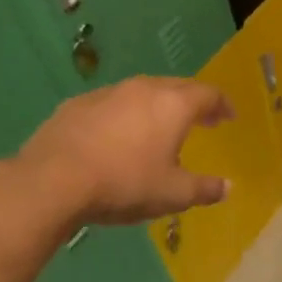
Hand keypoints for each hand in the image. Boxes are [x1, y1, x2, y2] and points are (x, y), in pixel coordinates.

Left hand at [16, 76, 233, 225]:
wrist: (53, 180)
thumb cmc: (125, 183)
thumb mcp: (173, 194)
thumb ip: (205, 189)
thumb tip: (227, 186)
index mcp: (173, 105)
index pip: (208, 94)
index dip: (222, 104)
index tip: (228, 117)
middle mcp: (143, 89)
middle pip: (176, 87)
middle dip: (193, 102)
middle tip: (202, 119)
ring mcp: (107, 93)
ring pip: (142, 92)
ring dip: (157, 106)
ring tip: (160, 127)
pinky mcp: (77, 104)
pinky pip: (112, 104)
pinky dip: (125, 115)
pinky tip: (119, 136)